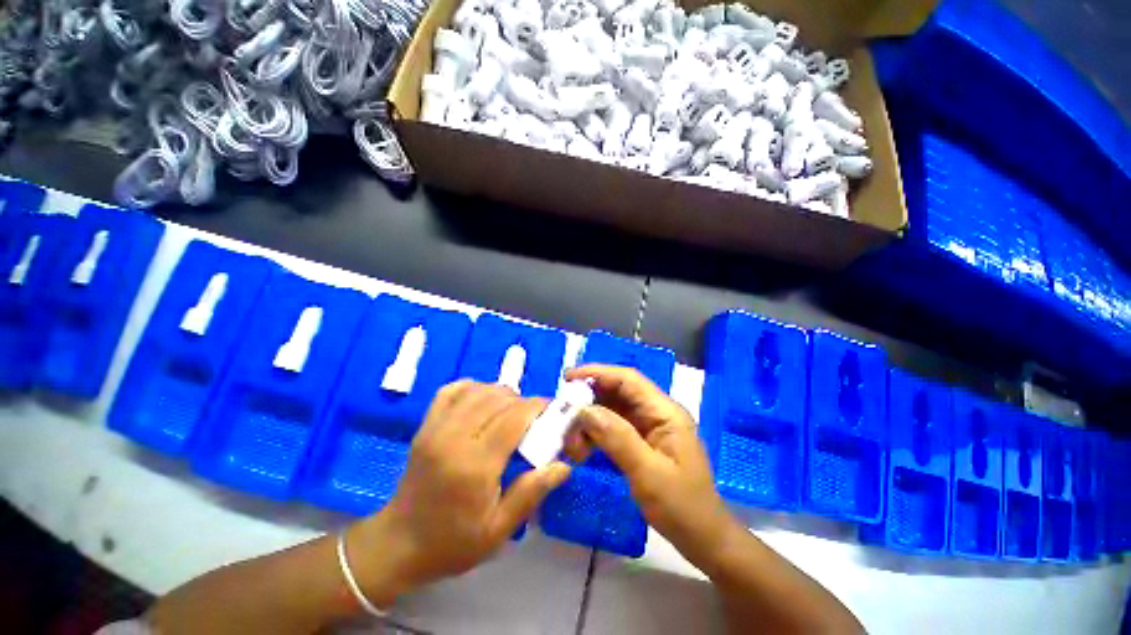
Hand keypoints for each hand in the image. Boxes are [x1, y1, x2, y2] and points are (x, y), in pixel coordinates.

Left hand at [348, 381, 570, 603]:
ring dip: (502, 394)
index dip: (537, 407)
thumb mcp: (498, 530)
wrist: (397, 544)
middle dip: (524, 401)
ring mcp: (436, 428)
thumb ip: (531, 493)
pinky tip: (483, 401)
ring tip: (512, 411)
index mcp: (474, 466)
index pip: (514, 418)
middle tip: (535, 417)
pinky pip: (452, 390)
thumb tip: (563, 465)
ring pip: (478, 390)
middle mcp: (454, 438)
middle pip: (498, 400)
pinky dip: (473, 388)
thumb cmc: (452, 543)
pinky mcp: (425, 425)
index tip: (553, 409)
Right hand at [565, 365, 742, 574]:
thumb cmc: (681, 507)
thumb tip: (585, 410)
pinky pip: (614, 427)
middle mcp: (657, 413)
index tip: (568, 378)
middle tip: (564, 414)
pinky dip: (597, 433)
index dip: (598, 373)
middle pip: (618, 392)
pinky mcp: (642, 442)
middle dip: (590, 399)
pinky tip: (583, 446)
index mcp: (665, 412)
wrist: (703, 539)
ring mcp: (650, 427)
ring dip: (591, 419)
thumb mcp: (648, 473)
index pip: (628, 379)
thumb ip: (617, 437)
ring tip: (572, 440)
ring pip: (613, 410)